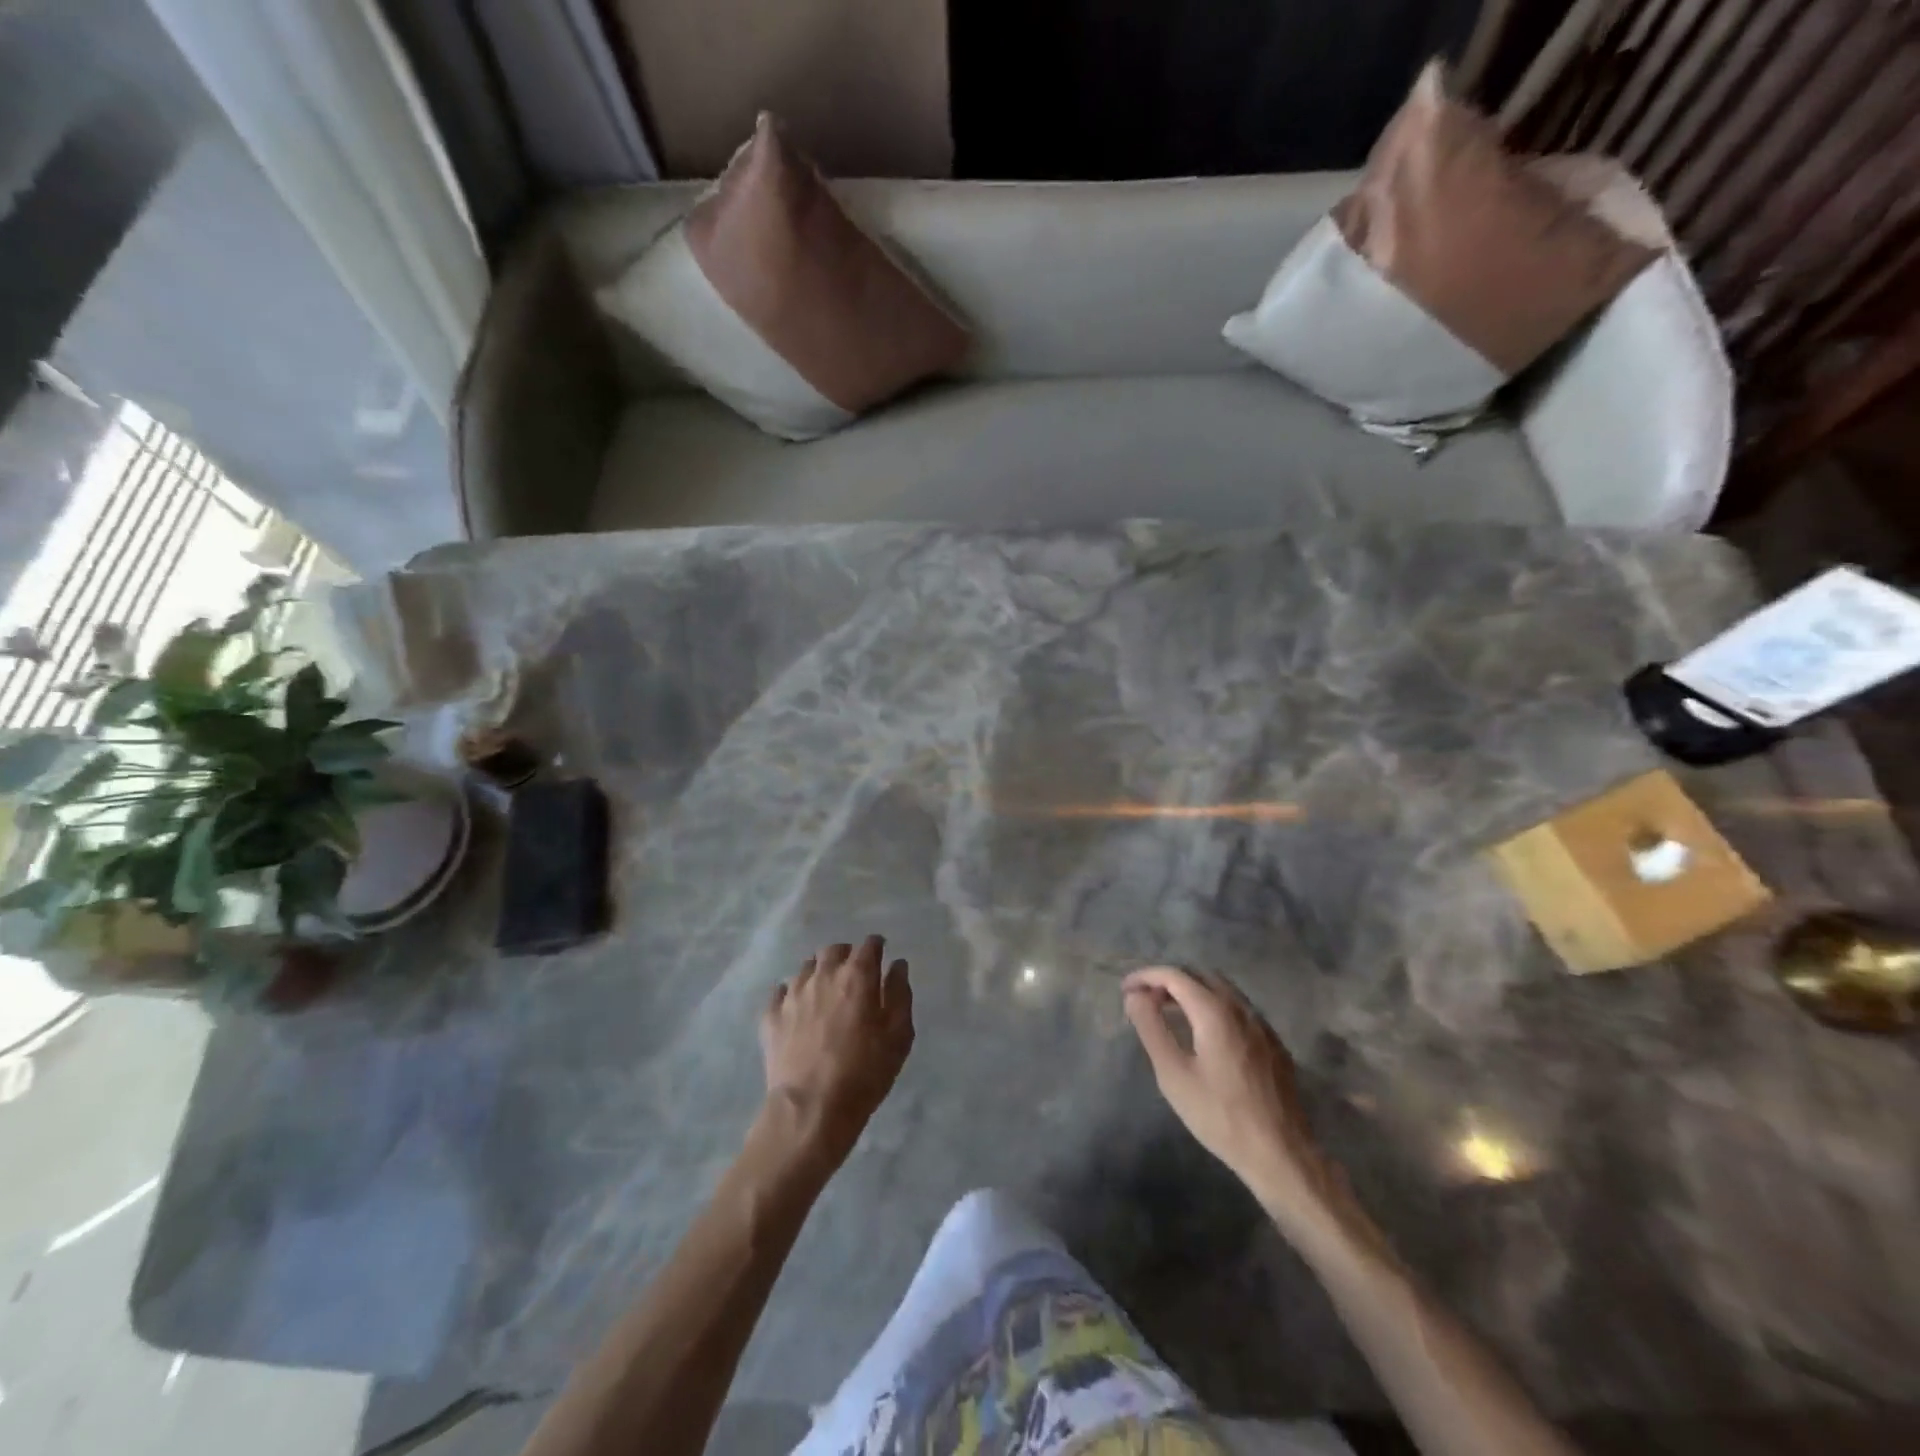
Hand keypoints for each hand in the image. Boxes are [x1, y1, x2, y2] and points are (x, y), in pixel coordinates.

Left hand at [760, 935, 913, 1164]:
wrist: (810, 1109)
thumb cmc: (864, 1073)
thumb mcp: (898, 1036)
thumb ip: (899, 994)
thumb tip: (897, 966)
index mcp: (857, 976)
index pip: (869, 945)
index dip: (876, 947)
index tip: (881, 955)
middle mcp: (823, 975)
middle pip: (834, 950)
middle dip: (846, 955)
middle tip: (854, 973)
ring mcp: (793, 994)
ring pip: (807, 967)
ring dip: (819, 971)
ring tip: (826, 991)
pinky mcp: (771, 1016)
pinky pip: (781, 991)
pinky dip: (792, 993)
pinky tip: (798, 1008)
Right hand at [1123, 966, 1349, 1239]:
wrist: (1281, 1154)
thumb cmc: (1220, 1115)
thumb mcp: (1174, 1074)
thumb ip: (1151, 1028)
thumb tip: (1134, 995)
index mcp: (1215, 1011)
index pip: (1175, 975)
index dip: (1146, 976)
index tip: (1125, 990)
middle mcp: (1241, 1008)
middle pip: (1200, 975)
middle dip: (1169, 981)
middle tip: (1146, 1001)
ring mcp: (1262, 1025)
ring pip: (1222, 990)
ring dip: (1193, 992)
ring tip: (1170, 1013)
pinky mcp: (1274, 1043)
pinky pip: (1239, 1009)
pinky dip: (1214, 1007)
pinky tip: (1206, 1035)